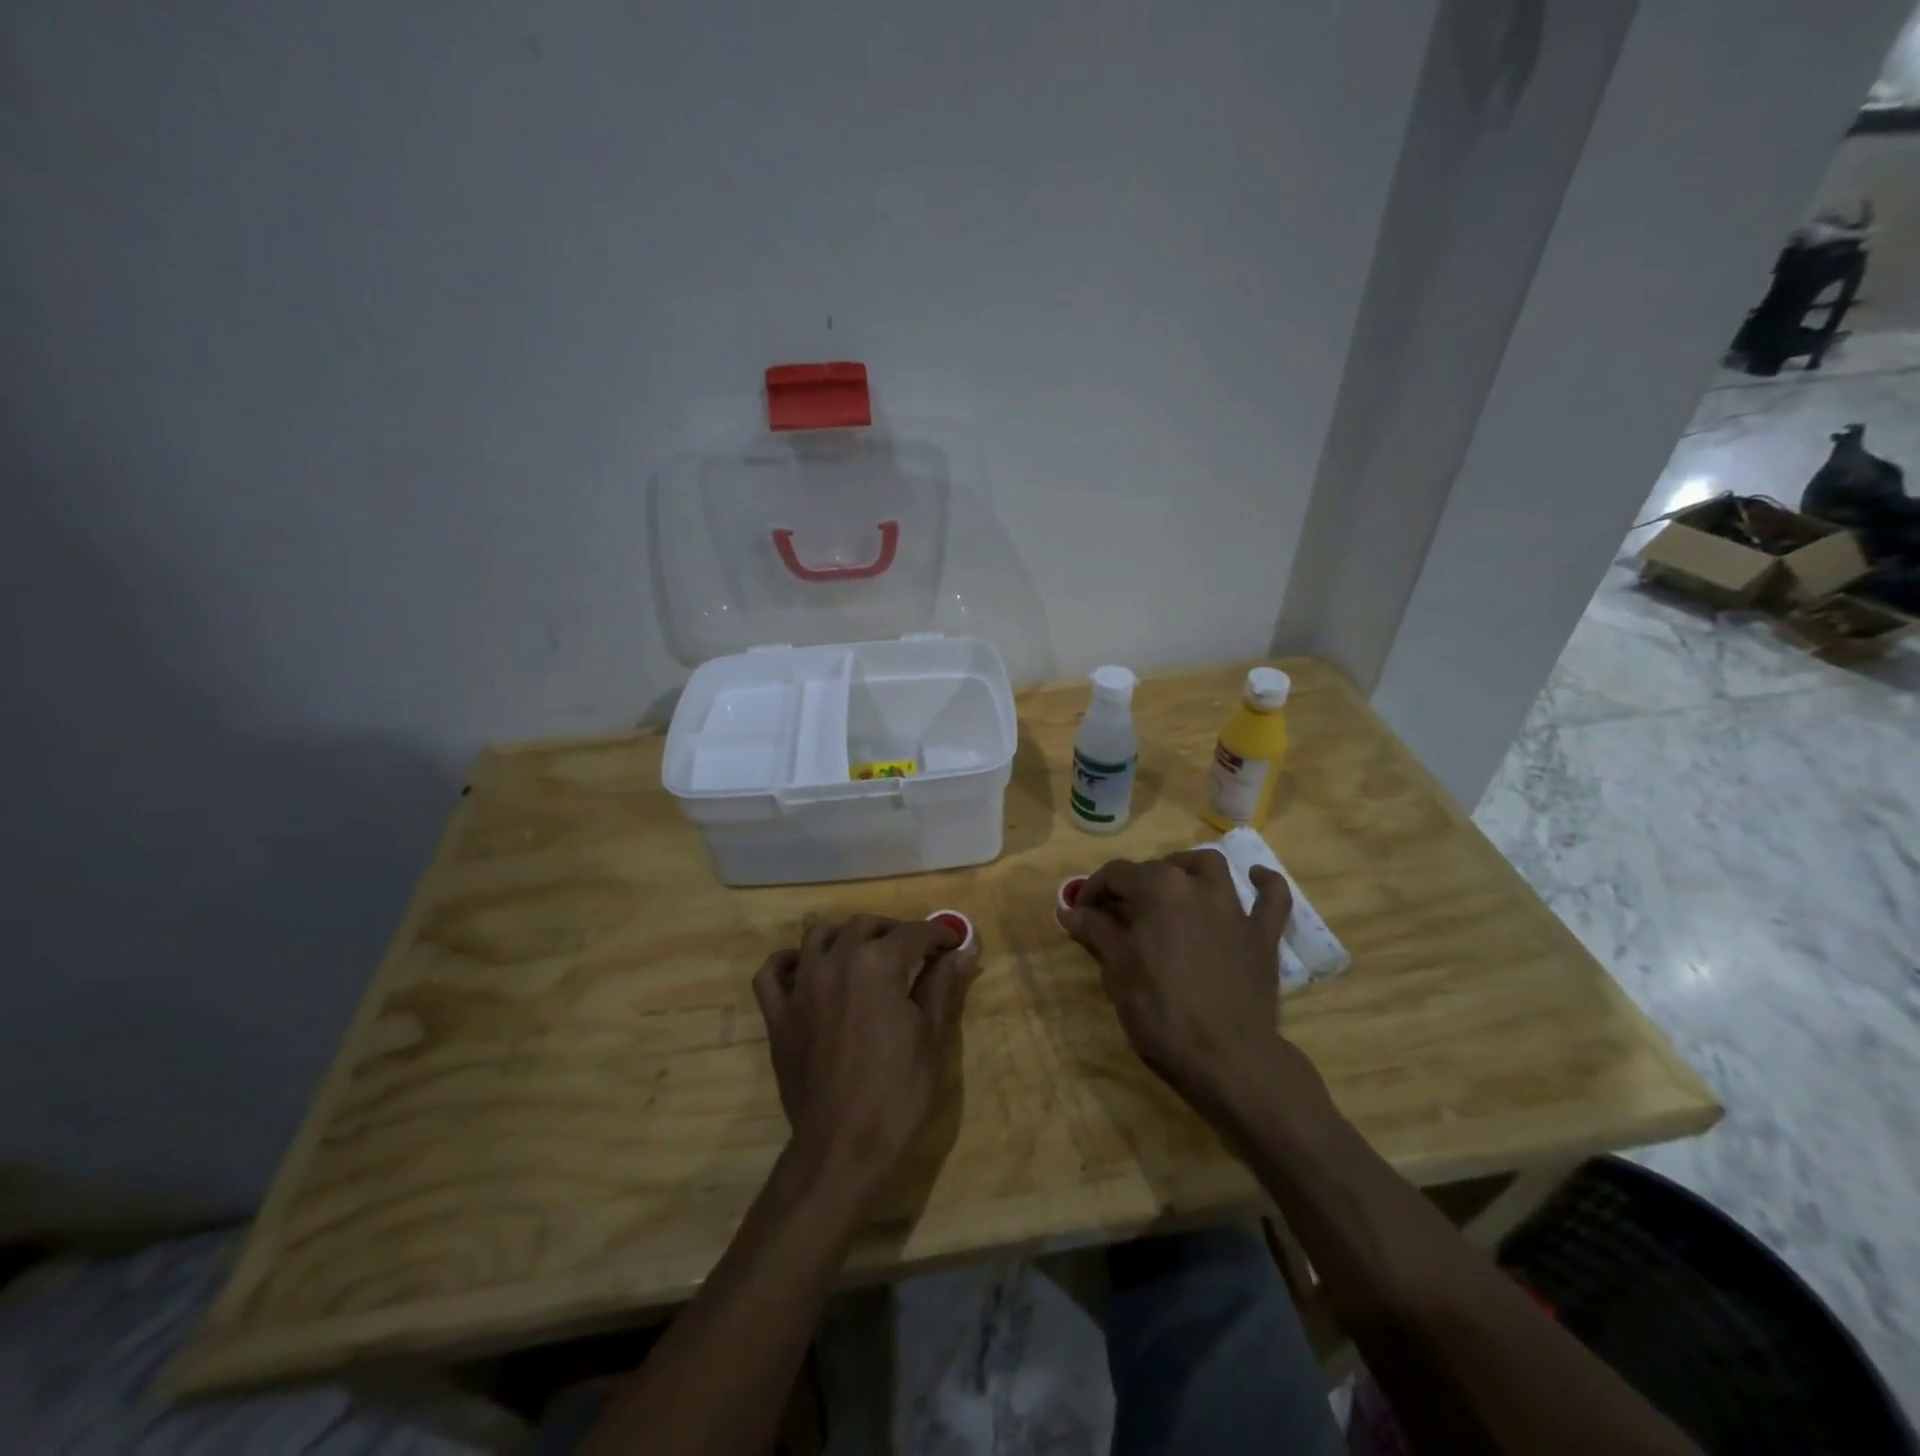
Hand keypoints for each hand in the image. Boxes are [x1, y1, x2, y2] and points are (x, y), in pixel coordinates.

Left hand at [752, 914, 981, 1185]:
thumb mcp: (931, 1036)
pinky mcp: (777, 1014)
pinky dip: (789, 963)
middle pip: (865, 926)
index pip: (913, 933)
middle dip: (894, 931)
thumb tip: (963, 951)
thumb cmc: (897, 1092)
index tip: (954, 943)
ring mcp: (800, 986)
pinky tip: (807, 971)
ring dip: (845, 937)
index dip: (938, 934)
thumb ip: (941, 985)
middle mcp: (835, 961)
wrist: (842, 1146)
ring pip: (818, 936)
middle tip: (915, 952)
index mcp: (877, 964)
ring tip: (864, 955)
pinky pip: (772, 972)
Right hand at [1062, 850, 1300, 1123]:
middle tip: (1116, 913)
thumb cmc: (1163, 1013)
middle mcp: (1197, 886)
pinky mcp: (1263, 935)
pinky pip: (1273, 897)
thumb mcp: (1118, 972)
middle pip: (1158, 868)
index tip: (1080, 912)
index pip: (1117, 874)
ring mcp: (1234, 908)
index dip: (1093, 889)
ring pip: (1210, 867)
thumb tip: (1071, 911)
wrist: (1229, 1059)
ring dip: (1187, 868)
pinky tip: (1255, 878)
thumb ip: (1097, 932)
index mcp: (1158, 890)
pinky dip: (1265, 883)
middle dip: (1132, 885)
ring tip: (1172, 885)